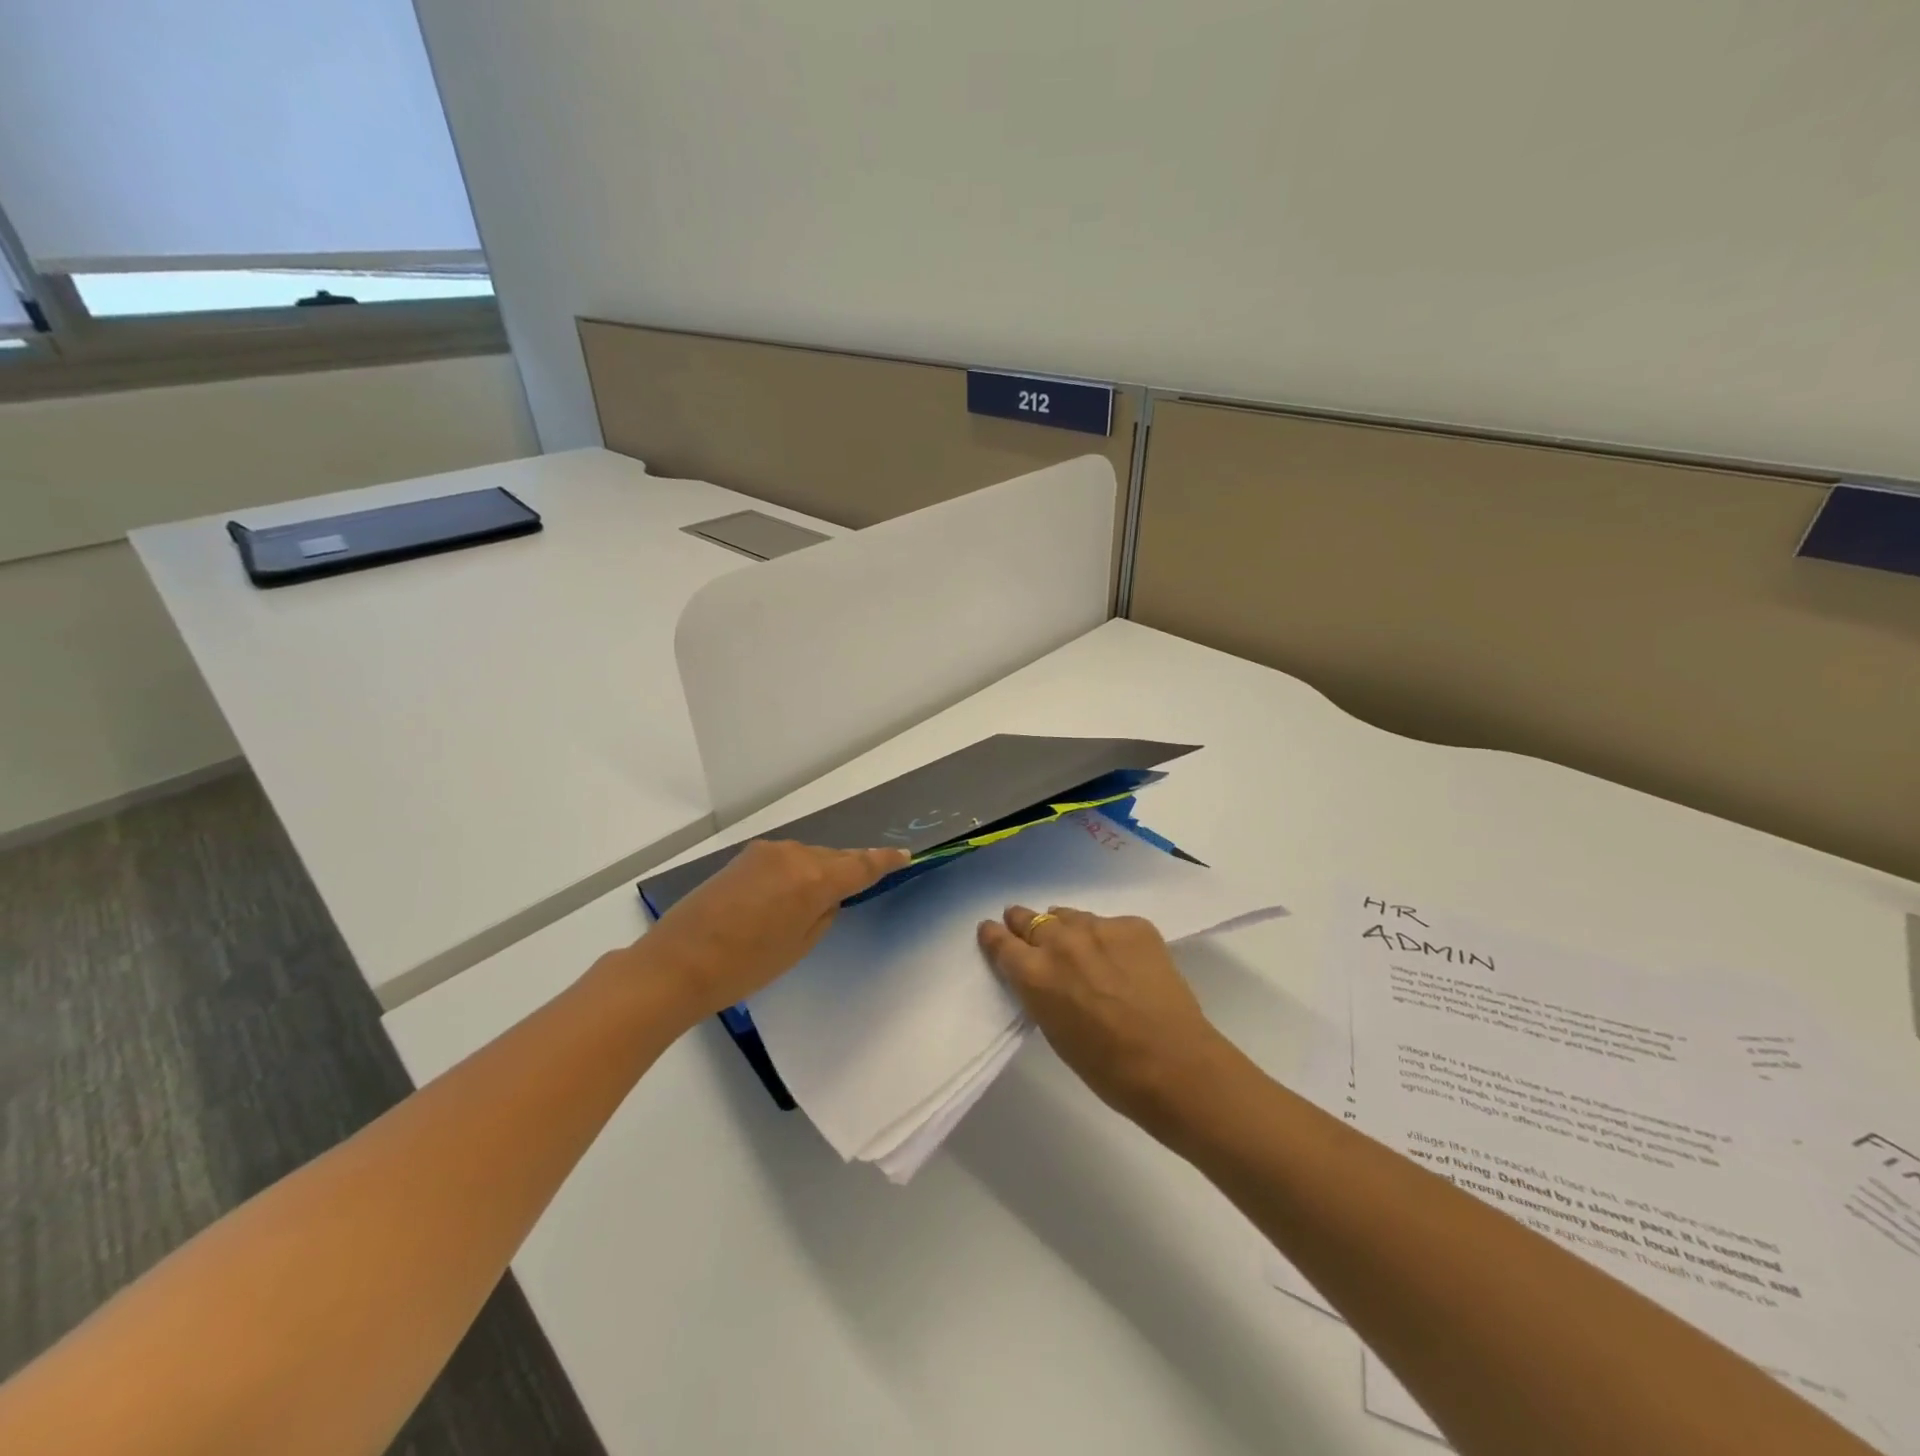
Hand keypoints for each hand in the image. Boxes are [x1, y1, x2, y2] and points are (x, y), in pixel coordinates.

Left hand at [642, 840, 909, 1020]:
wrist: (676, 963)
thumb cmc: (744, 966)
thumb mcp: (798, 947)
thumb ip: (823, 914)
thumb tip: (827, 896)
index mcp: (813, 880)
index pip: (861, 866)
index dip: (884, 860)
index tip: (904, 854)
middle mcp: (793, 855)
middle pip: (834, 858)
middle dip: (848, 869)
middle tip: (860, 885)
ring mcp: (765, 853)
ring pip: (808, 857)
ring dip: (817, 871)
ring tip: (814, 900)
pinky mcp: (744, 857)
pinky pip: (784, 860)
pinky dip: (794, 872)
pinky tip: (786, 894)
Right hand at [977, 905, 1229, 1131]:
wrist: (1174, 1063)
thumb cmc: (1106, 1067)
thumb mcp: (1054, 1030)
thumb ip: (1041, 992)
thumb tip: (1043, 975)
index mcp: (1034, 974)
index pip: (1000, 941)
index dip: (994, 935)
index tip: (991, 930)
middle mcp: (1060, 942)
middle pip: (1031, 918)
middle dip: (1024, 923)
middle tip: (1025, 927)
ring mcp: (1100, 928)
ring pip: (1070, 916)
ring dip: (1066, 927)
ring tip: (1077, 943)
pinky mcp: (1134, 925)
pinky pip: (1109, 924)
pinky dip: (1108, 938)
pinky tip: (1122, 960)